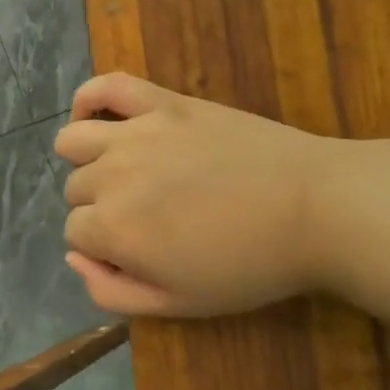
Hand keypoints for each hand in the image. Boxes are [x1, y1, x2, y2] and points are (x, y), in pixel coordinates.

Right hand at [54, 73, 339, 316]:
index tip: (138, 252)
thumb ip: (111, 292)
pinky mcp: (163, 102)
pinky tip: (96, 118)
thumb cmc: (250, 265)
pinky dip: (88, 99)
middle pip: (76, 190)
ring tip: (119, 173)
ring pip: (73, 141)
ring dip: (85, 162)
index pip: (75, 234)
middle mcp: (110, 175)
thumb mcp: (179, 304)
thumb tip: (74, 258)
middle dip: (100, 208)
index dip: (102, 248)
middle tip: (146, 218)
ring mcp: (135, 132)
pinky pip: (106, 85)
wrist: (316, 208)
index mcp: (113, 228)